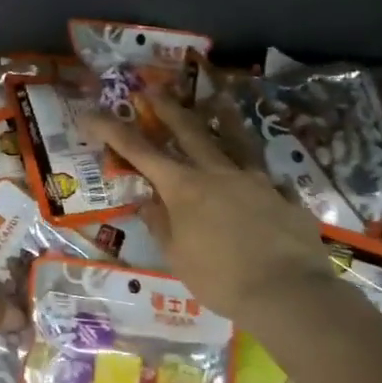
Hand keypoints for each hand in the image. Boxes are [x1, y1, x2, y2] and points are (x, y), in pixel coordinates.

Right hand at [83, 100, 329, 324]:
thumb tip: (146, 201)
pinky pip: (265, 176)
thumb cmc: (221, 279)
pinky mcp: (283, 195)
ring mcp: (254, 180)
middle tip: (153, 90)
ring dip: (222, 116)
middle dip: (166, 108)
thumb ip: (160, 224)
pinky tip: (260, 176)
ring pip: (235, 139)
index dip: (112, 130)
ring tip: (218, 99)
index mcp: (183, 187)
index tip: (91, 113)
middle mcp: (217, 172)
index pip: (139, 151)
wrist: (290, 293)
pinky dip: (255, 171)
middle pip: (188, 130)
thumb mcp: (178, 256)